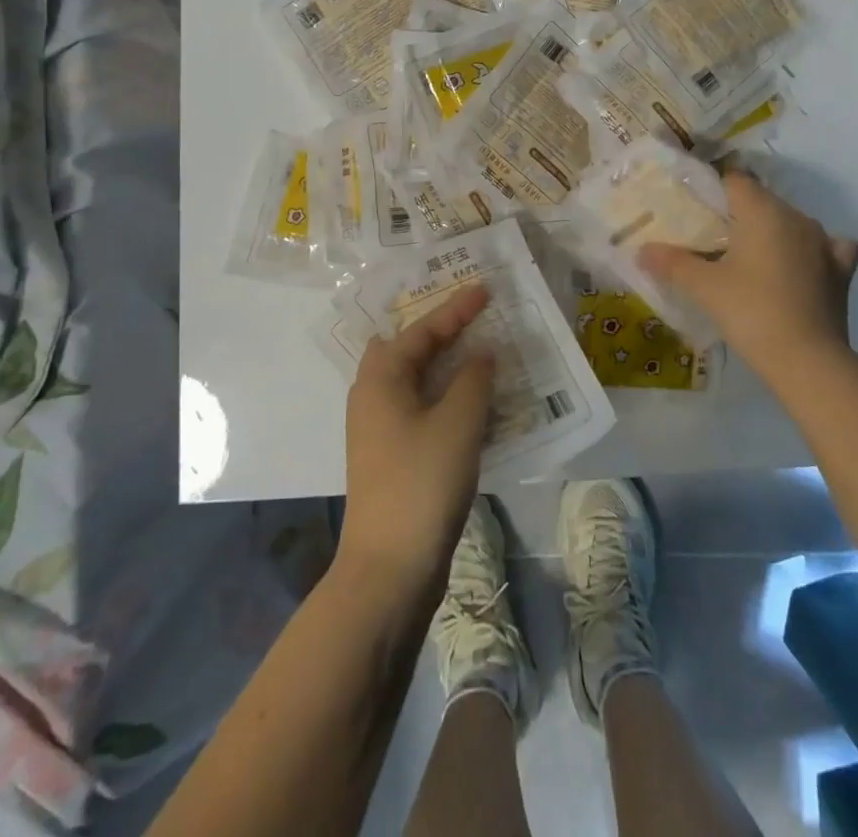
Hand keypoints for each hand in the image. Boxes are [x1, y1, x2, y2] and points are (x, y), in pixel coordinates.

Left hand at [337, 283, 495, 595]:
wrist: (389, 568)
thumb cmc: (422, 483)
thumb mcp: (458, 423)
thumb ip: (473, 379)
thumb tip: (480, 354)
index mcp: (381, 378)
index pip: (421, 329)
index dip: (455, 309)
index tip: (485, 289)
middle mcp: (372, 396)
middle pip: (407, 348)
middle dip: (439, 330)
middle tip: (472, 317)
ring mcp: (378, 429)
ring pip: (413, 380)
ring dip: (443, 364)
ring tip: (477, 352)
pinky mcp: (390, 456)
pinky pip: (419, 407)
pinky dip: (444, 395)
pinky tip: (471, 403)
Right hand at [638, 171, 857, 380]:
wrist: (808, 360)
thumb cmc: (751, 312)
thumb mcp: (704, 287)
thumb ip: (673, 263)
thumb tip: (642, 250)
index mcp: (763, 211)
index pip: (734, 180)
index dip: (713, 191)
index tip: (694, 212)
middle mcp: (796, 217)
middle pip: (762, 201)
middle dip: (737, 214)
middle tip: (710, 240)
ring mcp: (824, 243)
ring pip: (791, 223)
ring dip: (771, 233)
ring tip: (747, 257)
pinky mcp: (841, 270)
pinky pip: (826, 247)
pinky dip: (810, 251)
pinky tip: (800, 265)